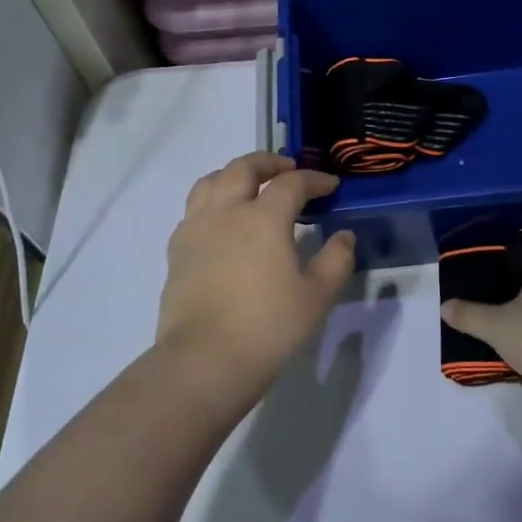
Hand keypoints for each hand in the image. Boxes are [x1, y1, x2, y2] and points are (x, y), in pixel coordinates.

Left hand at [155, 152, 357, 408]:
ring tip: (249, 186)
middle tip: (287, 169)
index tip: (330, 185)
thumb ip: (336, 260)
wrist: (205, 360)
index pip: (291, 183)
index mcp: (264, 218)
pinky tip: (221, 222)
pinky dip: (211, 202)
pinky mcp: (177, 250)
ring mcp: (196, 229)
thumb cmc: (268, 326)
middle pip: (243, 168)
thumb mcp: (317, 296)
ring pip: (210, 182)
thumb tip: (344, 236)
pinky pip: (193, 210)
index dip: (314, 179)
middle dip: (268, 162)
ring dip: (233, 175)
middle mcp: (226, 212)